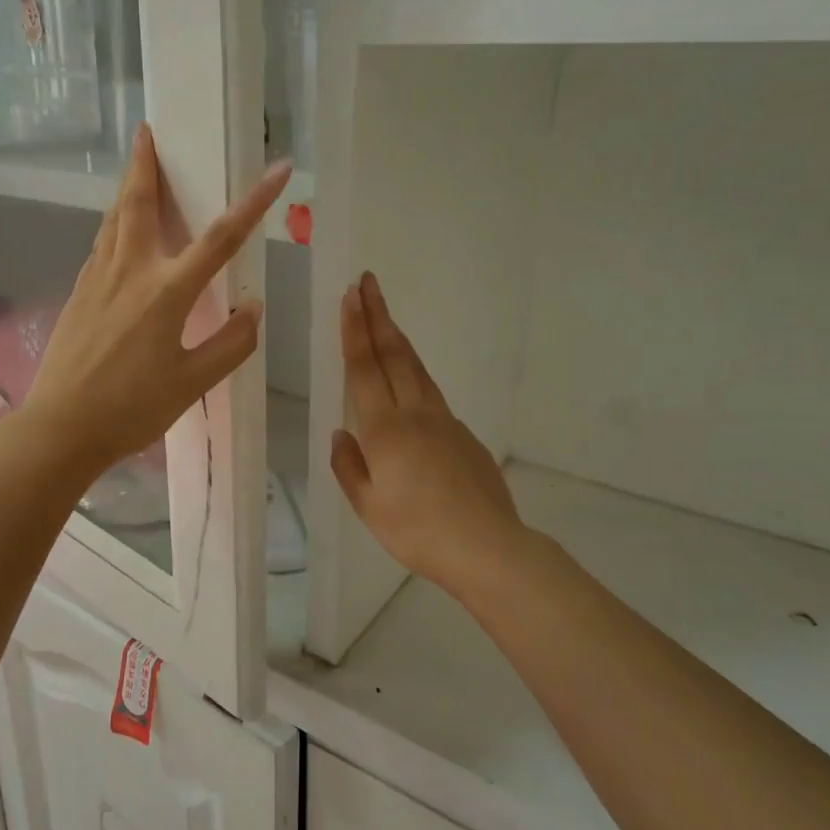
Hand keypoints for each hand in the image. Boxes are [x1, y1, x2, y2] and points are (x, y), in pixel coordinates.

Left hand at [26, 125, 291, 474]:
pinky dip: (113, 225)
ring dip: (127, 189)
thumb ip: (230, 344)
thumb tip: (254, 307)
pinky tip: (117, 233)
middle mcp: (130, 272)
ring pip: (113, 220)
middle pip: (139, 204)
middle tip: (146, 131)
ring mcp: (97, 280)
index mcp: (166, 292)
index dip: (255, 201)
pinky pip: (100, 245)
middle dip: (145, 164)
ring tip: (134, 169)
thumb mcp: (192, 384)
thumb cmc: (130, 409)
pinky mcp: (77, 294)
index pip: (220, 238)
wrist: (59, 428)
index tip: (279, 169)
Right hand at [330, 272, 525, 593]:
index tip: (351, 295)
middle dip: (378, 316)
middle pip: (394, 354)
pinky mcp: (464, 435)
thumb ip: (349, 466)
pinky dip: (415, 373)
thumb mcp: (368, 507)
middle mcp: (415, 414)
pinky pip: (431, 394)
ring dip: (397, 338)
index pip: (365, 368)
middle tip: (368, 282)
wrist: (487, 547)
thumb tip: (341, 433)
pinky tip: (409, 381)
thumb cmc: (418, 531)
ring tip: (385, 316)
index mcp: (385, 430)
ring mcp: (444, 421)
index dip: (356, 330)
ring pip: (416, 369)